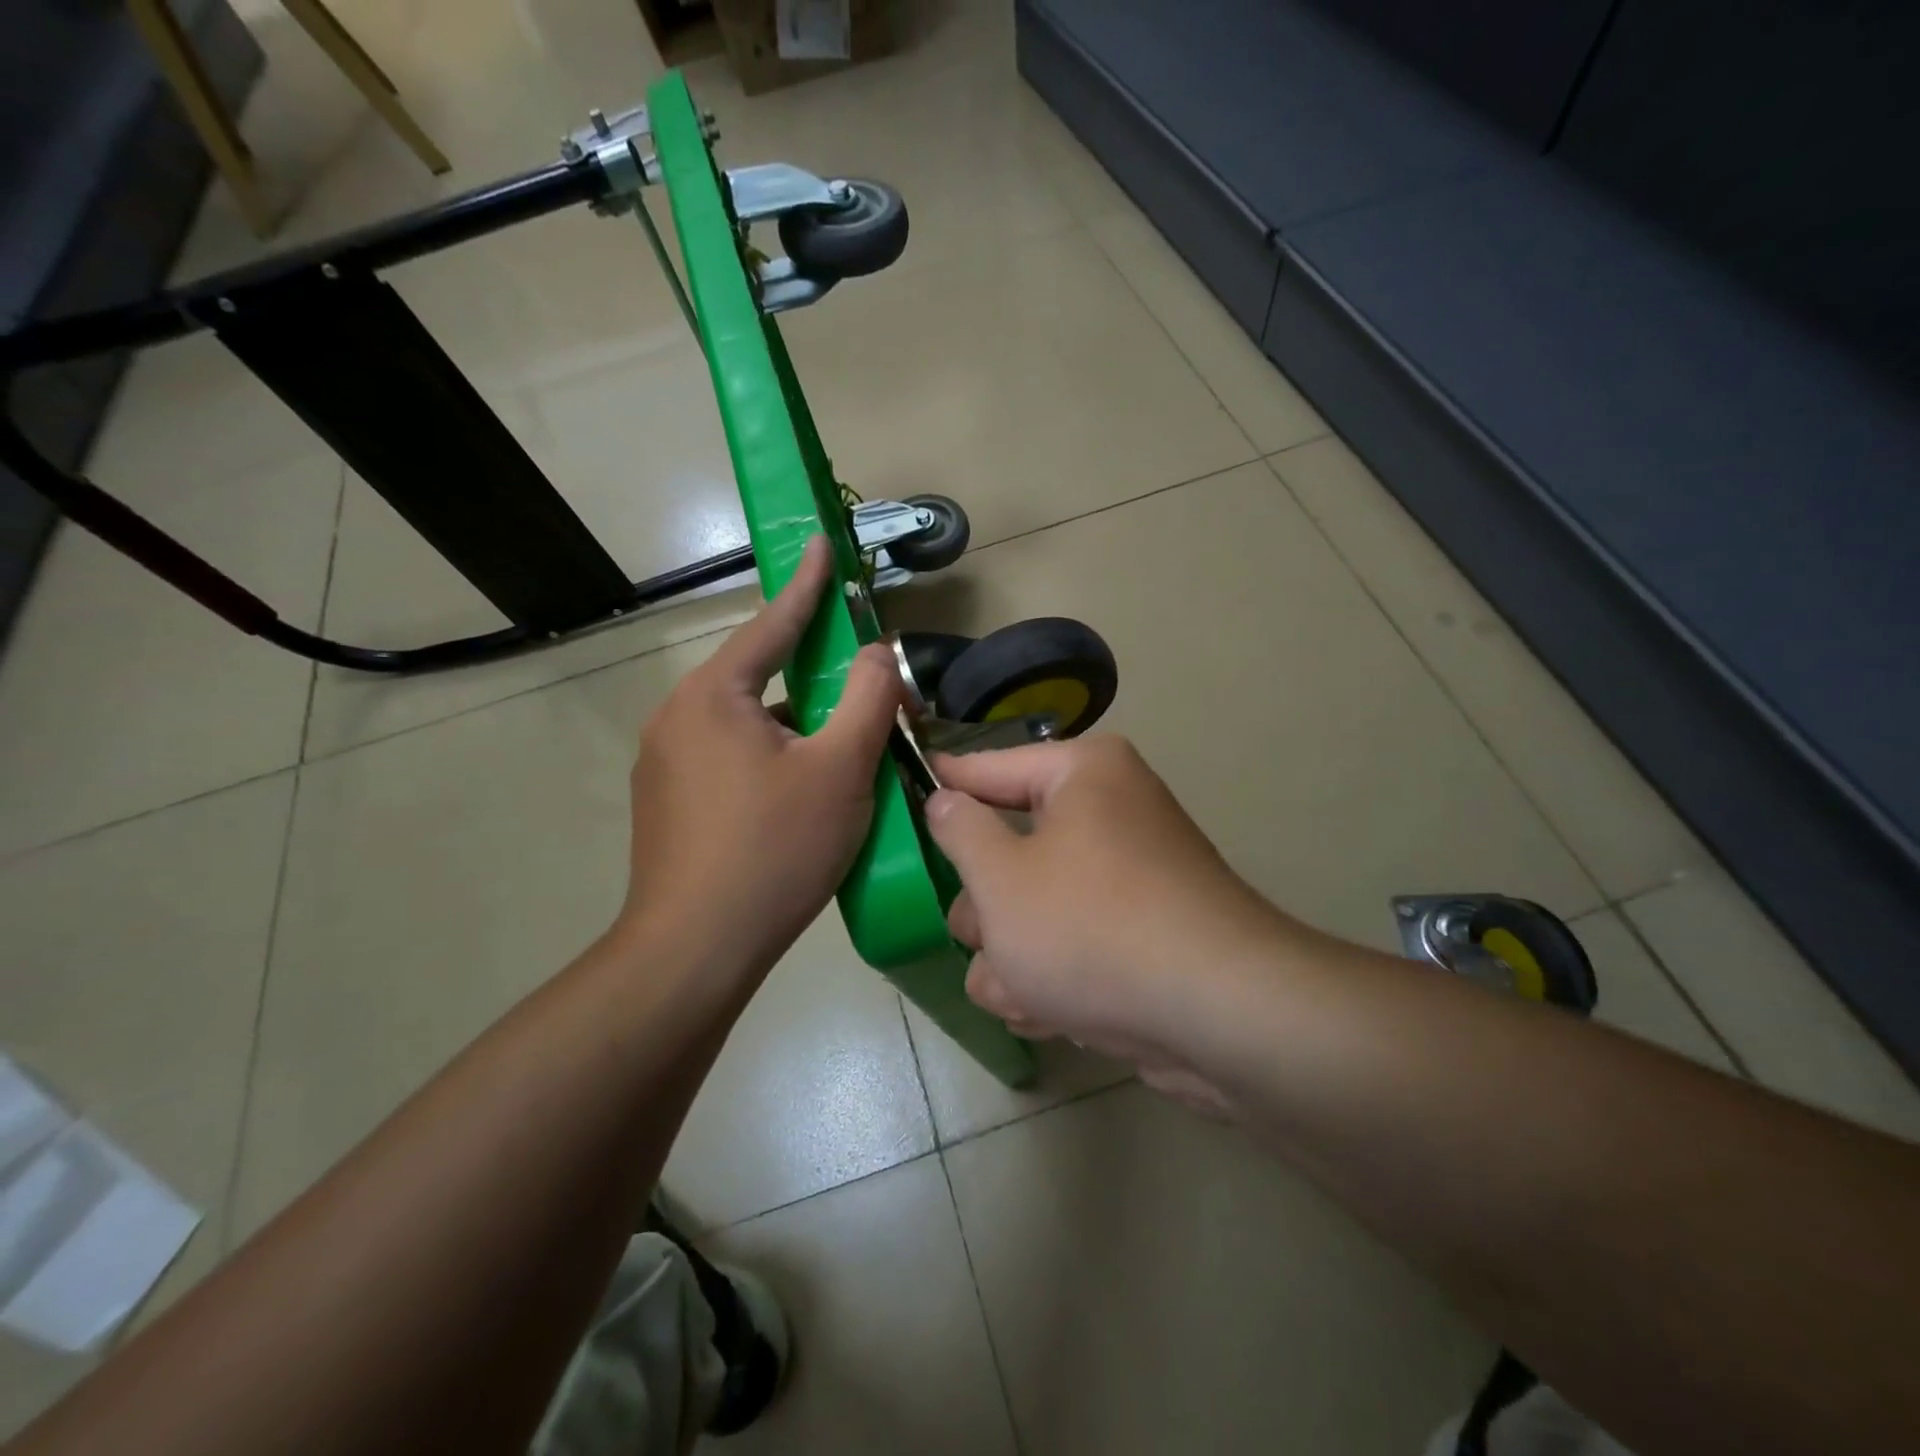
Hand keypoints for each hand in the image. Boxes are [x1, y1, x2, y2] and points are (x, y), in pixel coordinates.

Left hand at [623, 537, 899, 975]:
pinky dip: (769, 757)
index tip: (820, 545)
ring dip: (792, 725)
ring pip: (744, 724)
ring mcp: (663, 764)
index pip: (770, 624)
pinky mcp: (666, 804)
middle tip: (857, 679)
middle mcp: (676, 718)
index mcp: (712, 696)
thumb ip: (867, 700)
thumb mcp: (839, 769)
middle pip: (756, 678)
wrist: (694, 950)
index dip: (805, 586)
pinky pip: (728, 758)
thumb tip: (878, 652)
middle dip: (809, 674)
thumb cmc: (774, 849)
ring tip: (838, 749)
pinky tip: (799, 793)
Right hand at [926, 736, 1295, 1115]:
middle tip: (987, 938)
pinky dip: (1051, 978)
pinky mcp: (1136, 936)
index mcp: (1082, 776)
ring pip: (1030, 908)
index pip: (988, 767)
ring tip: (1026, 991)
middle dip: (987, 909)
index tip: (902, 789)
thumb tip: (946, 799)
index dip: (942, 784)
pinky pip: (1067, 945)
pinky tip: (1054, 1012)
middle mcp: (1108, 815)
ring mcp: (1124, 879)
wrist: (1216, 1017)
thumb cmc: (1091, 926)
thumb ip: (959, 830)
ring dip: (1013, 957)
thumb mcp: (1000, 876)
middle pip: (1008, 849)